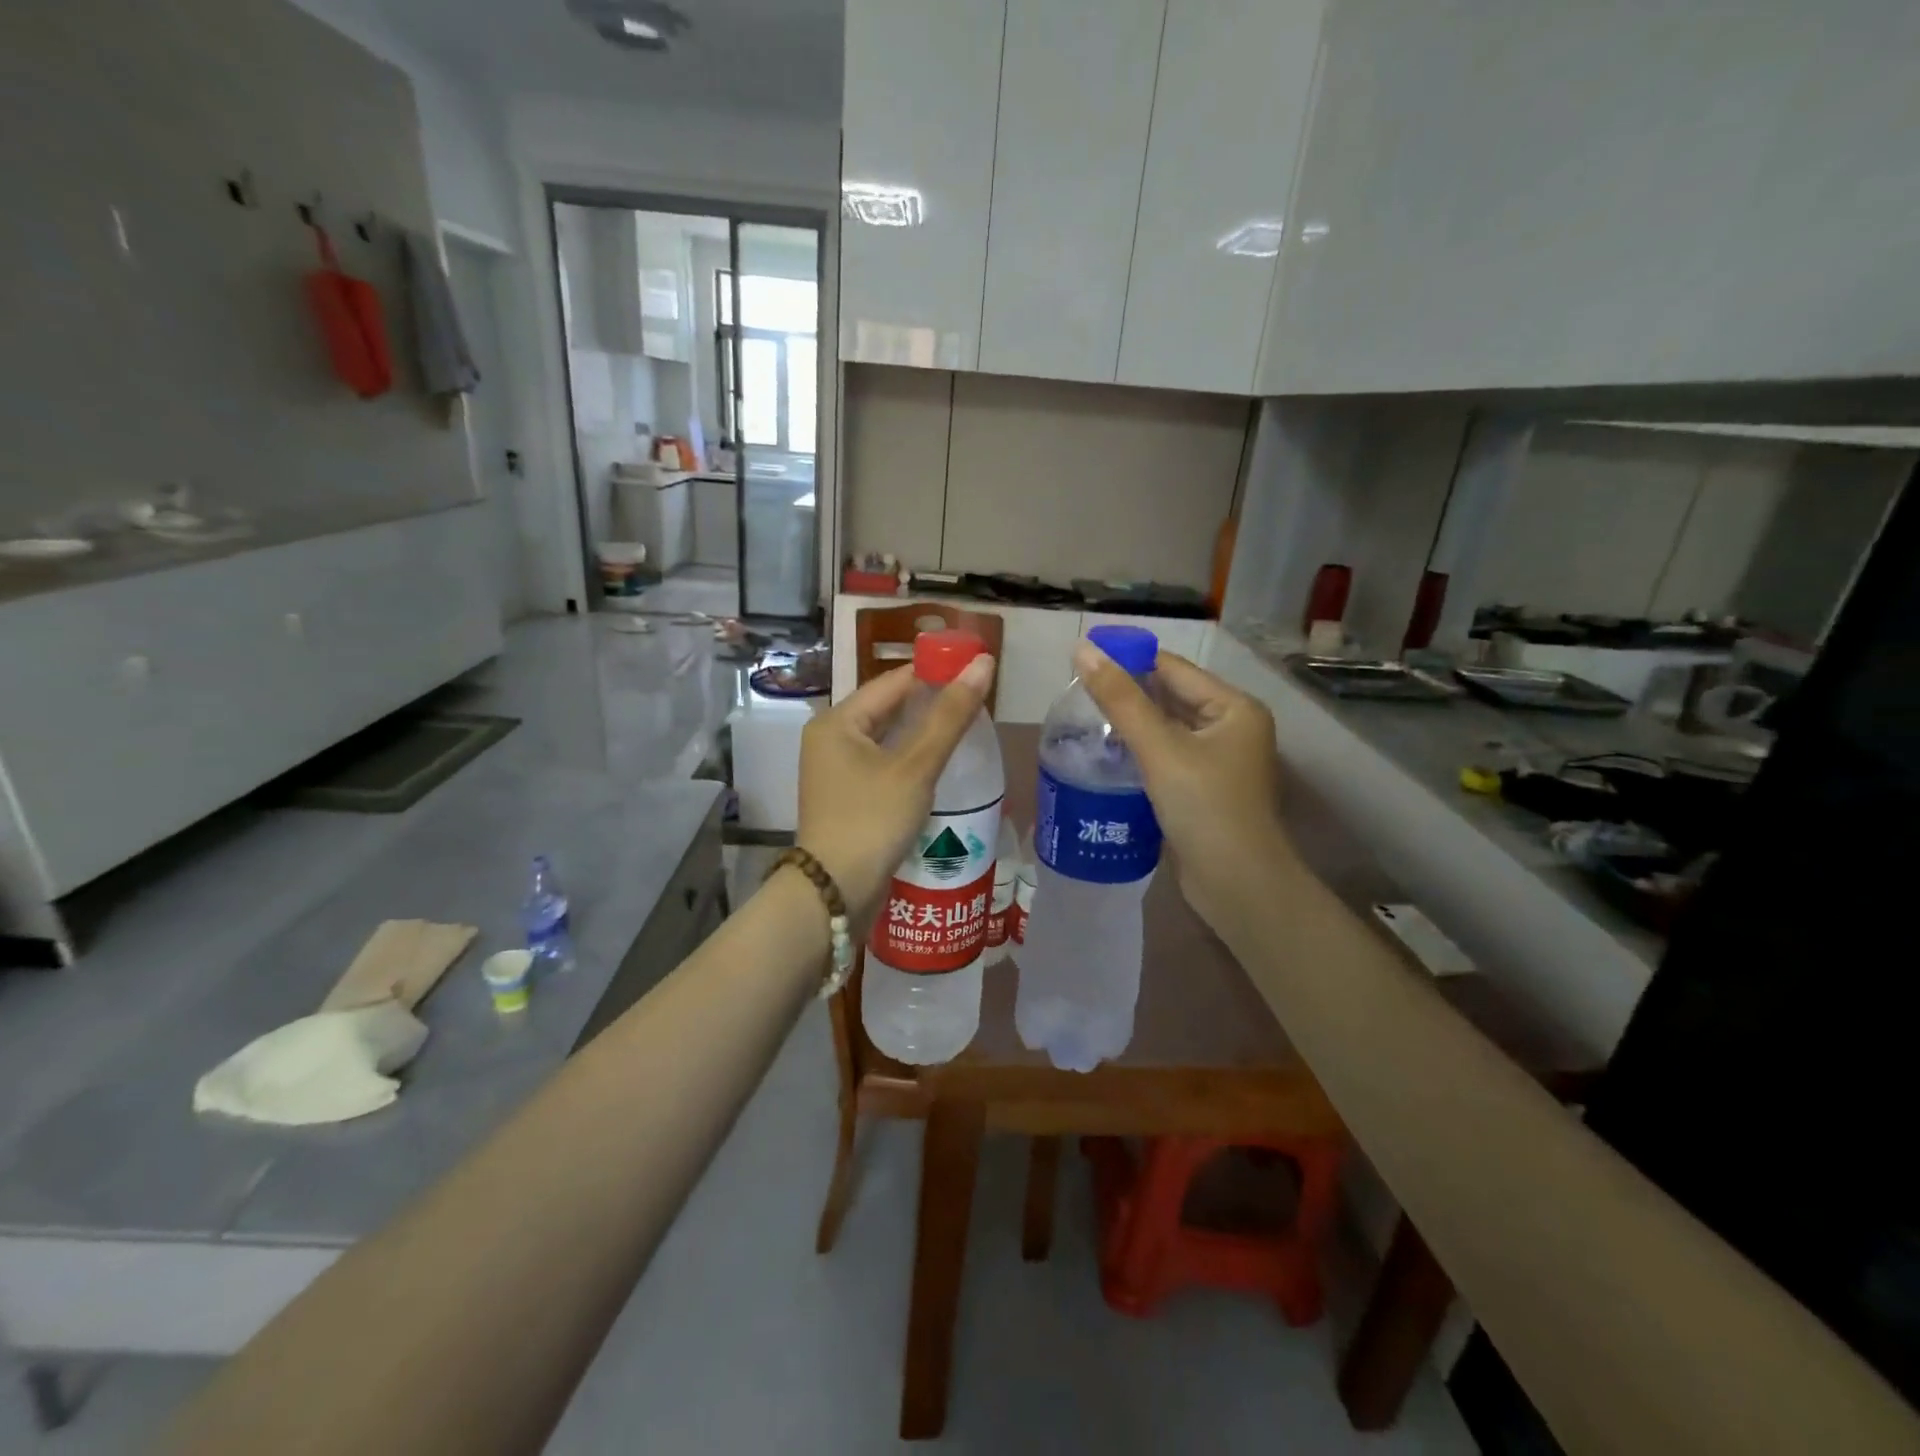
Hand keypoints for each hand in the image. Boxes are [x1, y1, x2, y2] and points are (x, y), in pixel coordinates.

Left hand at [797, 656, 996, 916]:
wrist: (835, 892)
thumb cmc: (873, 820)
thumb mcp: (916, 766)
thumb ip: (950, 716)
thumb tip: (983, 663)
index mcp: (837, 721)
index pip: (893, 682)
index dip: (934, 671)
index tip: (975, 669)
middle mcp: (830, 739)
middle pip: (888, 709)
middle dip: (930, 703)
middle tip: (977, 699)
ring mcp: (836, 771)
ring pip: (887, 738)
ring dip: (922, 733)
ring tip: (966, 727)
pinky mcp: (847, 797)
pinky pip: (883, 764)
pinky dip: (910, 759)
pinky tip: (940, 764)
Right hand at [1070, 642, 1294, 925]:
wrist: (1237, 885)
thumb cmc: (1205, 808)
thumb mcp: (1160, 748)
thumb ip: (1120, 700)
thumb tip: (1082, 650)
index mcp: (1234, 707)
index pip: (1173, 668)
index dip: (1128, 660)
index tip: (1082, 661)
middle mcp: (1231, 728)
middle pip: (1170, 697)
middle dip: (1127, 695)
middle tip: (1075, 694)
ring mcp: (1218, 761)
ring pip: (1166, 729)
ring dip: (1130, 725)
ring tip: (1082, 721)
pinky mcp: (1203, 789)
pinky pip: (1166, 757)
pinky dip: (1139, 753)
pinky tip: (1106, 756)